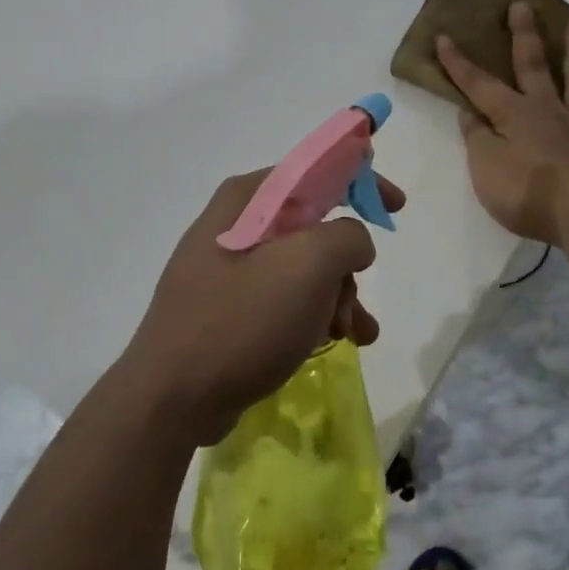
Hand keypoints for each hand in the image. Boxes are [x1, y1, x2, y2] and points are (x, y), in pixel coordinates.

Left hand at [119, 169, 405, 446]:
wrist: (172, 398)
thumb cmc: (242, 320)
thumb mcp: (308, 266)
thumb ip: (347, 237)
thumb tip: (352, 243)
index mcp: (247, 200)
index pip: (315, 171)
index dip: (361, 181)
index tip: (396, 205)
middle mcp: (234, 225)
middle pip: (313, 227)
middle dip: (346, 265)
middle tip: (353, 300)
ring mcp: (227, 269)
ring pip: (303, 269)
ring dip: (337, 297)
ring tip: (353, 334)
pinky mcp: (228, 308)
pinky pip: (284, 299)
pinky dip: (314, 316)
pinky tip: (334, 343)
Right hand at [438, 2, 568, 244]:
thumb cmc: (527, 193)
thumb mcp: (485, 168)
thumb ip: (477, 138)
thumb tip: (470, 111)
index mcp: (513, 116)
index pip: (479, 85)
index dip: (459, 63)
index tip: (445, 36)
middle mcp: (548, 111)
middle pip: (534, 66)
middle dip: (523, 35)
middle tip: (522, 3)